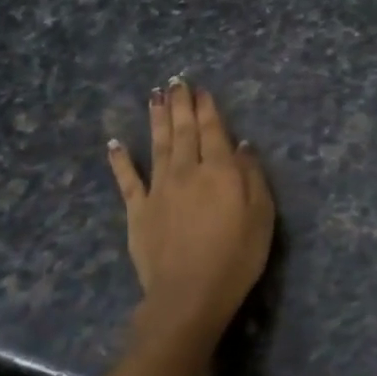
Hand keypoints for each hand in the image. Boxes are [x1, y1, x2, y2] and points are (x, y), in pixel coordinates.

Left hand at [107, 78, 274, 349]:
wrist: (189, 295)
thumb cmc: (236, 256)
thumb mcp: (261, 216)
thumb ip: (252, 176)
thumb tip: (242, 145)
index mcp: (219, 171)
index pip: (213, 130)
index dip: (207, 107)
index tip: (200, 88)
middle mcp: (187, 171)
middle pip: (183, 131)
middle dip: (180, 104)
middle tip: (175, 80)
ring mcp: (158, 189)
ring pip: (157, 145)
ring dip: (156, 118)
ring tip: (154, 95)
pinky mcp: (138, 211)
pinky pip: (127, 180)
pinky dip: (120, 160)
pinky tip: (114, 142)